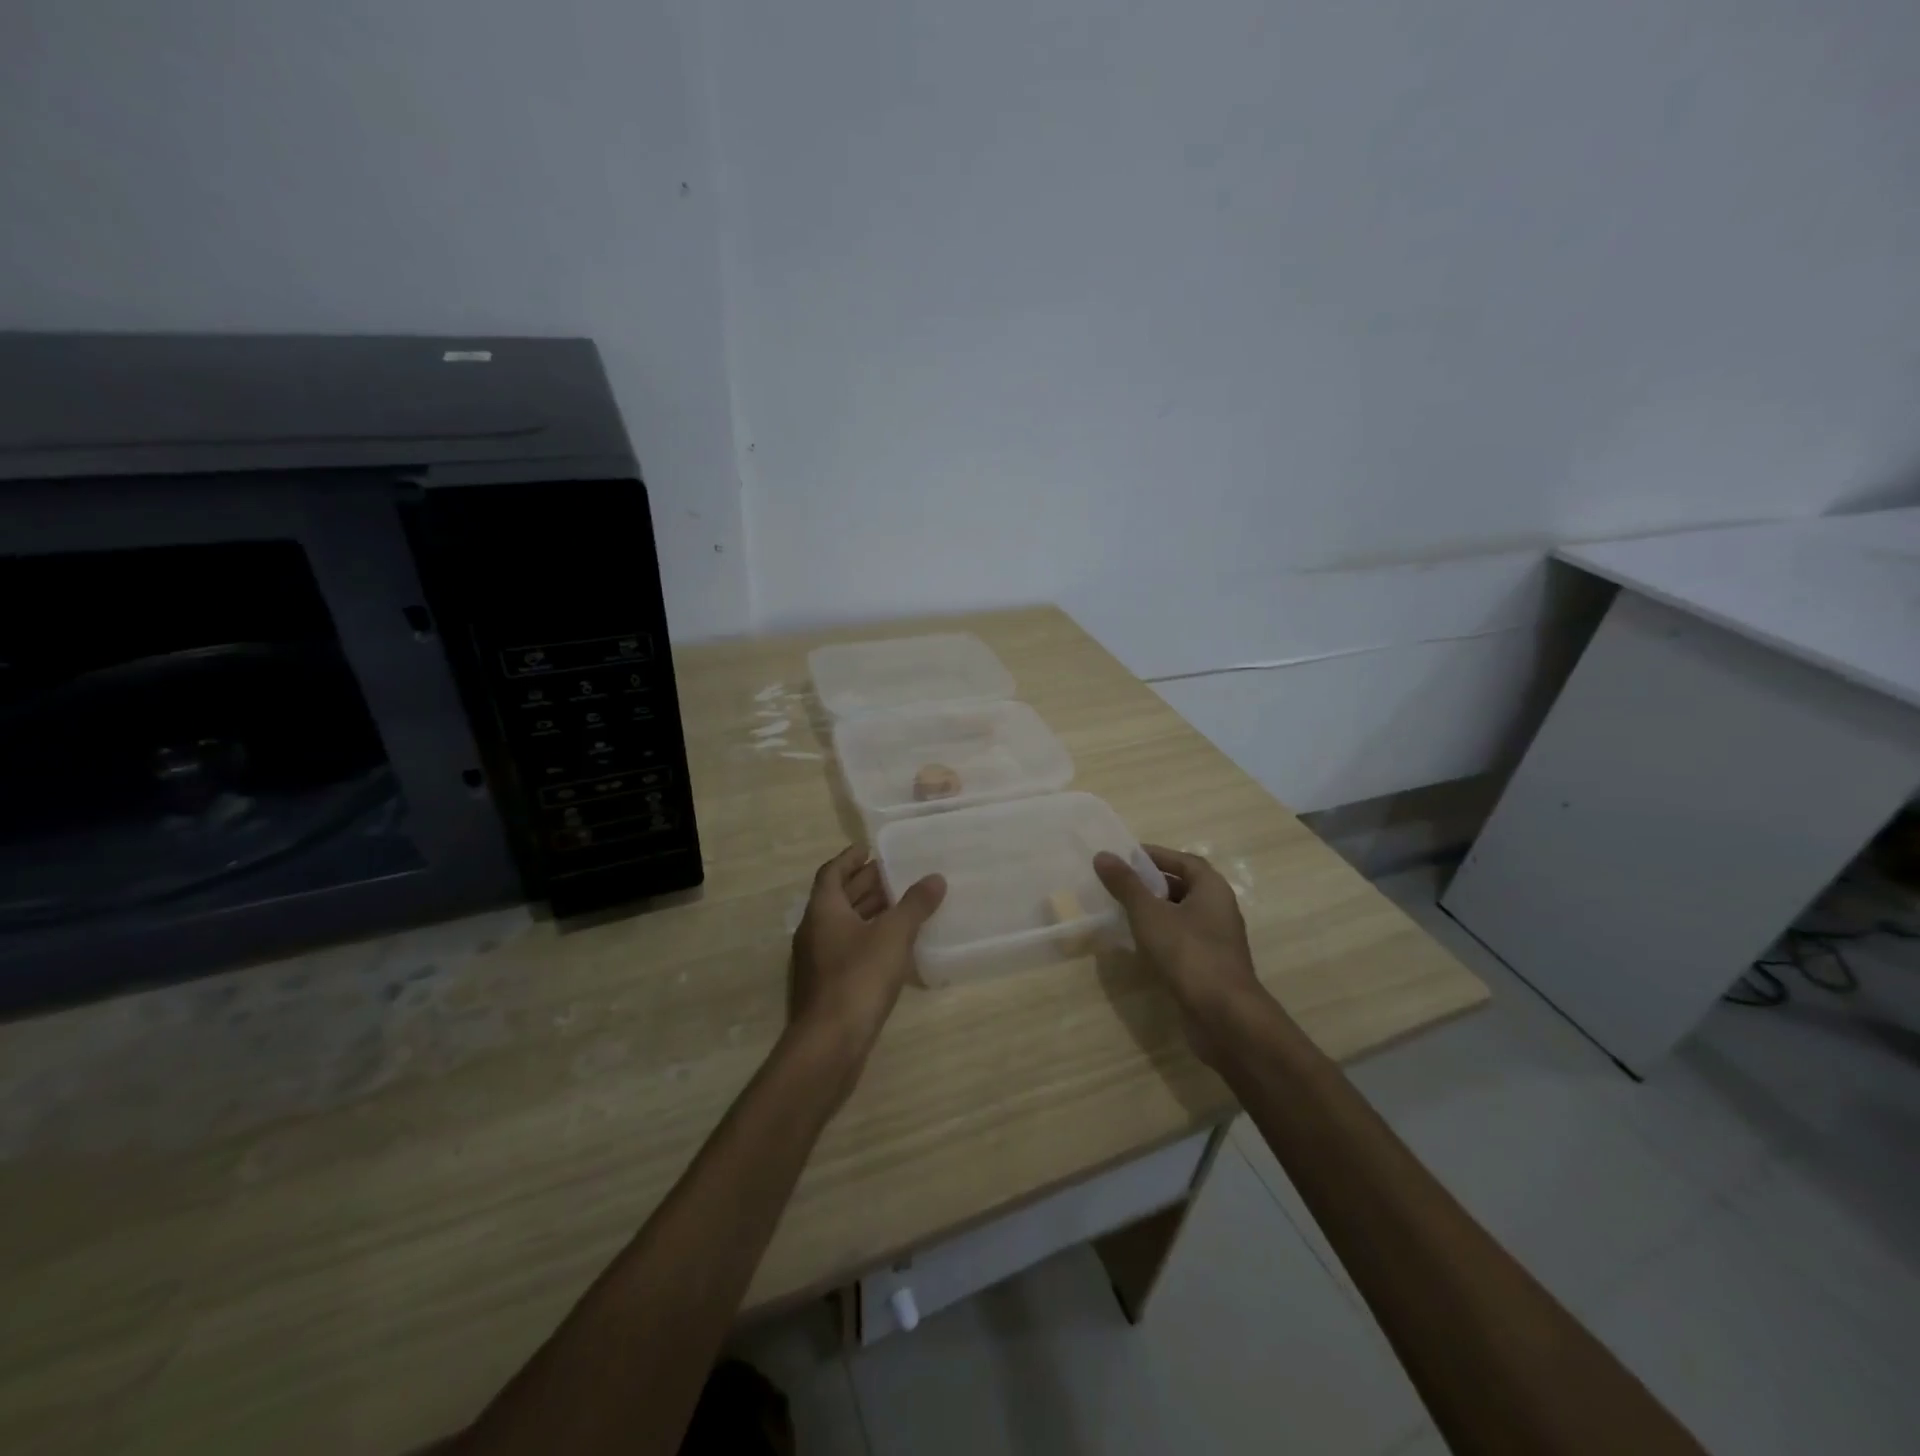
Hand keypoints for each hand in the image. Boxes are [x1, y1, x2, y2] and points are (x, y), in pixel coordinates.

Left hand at [789, 846, 945, 1061]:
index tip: (870, 848)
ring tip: (901, 904)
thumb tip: (935, 878)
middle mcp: (814, 930)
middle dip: (865, 884)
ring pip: (844, 924)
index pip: (832, 872)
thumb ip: (915, 904)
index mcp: (823, 910)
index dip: (850, 858)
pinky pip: (848, 948)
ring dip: (868, 911)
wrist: (831, 1042)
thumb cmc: (859, 977)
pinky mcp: (827, 986)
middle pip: (838, 897)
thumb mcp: (893, 935)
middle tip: (895, 874)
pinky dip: (868, 937)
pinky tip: (894, 945)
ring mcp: (818, 960)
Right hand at [1094, 845, 1266, 1058]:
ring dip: (1154, 911)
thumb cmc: (1188, 953)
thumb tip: (1102, 855)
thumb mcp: (1149, 913)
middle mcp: (1219, 910)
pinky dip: (1160, 936)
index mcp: (1212, 889)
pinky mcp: (1209, 966)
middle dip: (1151, 884)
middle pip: (1183, 887)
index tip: (1125, 857)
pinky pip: (1181, 940)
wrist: (1223, 1015)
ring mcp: (1216, 941)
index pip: (1184, 861)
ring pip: (1181, 916)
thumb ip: (1126, 884)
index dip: (1155, 856)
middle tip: (1118, 884)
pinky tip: (1137, 944)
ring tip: (1121, 911)